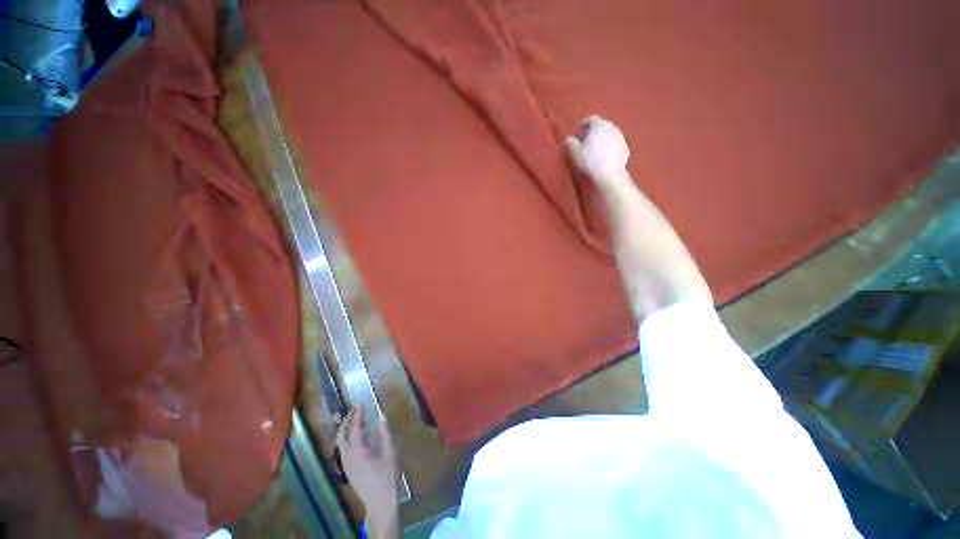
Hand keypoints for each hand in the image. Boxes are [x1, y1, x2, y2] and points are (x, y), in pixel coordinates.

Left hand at [335, 408, 398, 536]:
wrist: (380, 501)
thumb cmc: (387, 475)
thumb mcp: (390, 452)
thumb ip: (385, 433)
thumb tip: (381, 416)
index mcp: (357, 451)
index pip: (354, 428)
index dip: (357, 415)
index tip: (361, 404)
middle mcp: (347, 457)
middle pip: (341, 436)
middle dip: (346, 421)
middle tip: (355, 410)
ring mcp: (346, 465)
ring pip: (340, 443)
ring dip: (345, 430)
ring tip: (356, 420)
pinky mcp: (348, 471)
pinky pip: (343, 450)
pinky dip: (347, 439)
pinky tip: (358, 438)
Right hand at [565, 115, 630, 187]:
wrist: (609, 175)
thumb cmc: (589, 161)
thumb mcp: (574, 153)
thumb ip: (570, 143)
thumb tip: (569, 139)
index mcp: (599, 125)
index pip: (590, 119)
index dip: (581, 126)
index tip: (576, 136)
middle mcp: (612, 128)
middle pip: (601, 126)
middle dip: (592, 133)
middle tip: (583, 143)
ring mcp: (621, 138)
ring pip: (608, 135)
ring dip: (600, 140)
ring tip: (593, 152)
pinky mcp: (625, 149)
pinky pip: (614, 145)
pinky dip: (608, 149)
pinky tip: (602, 159)